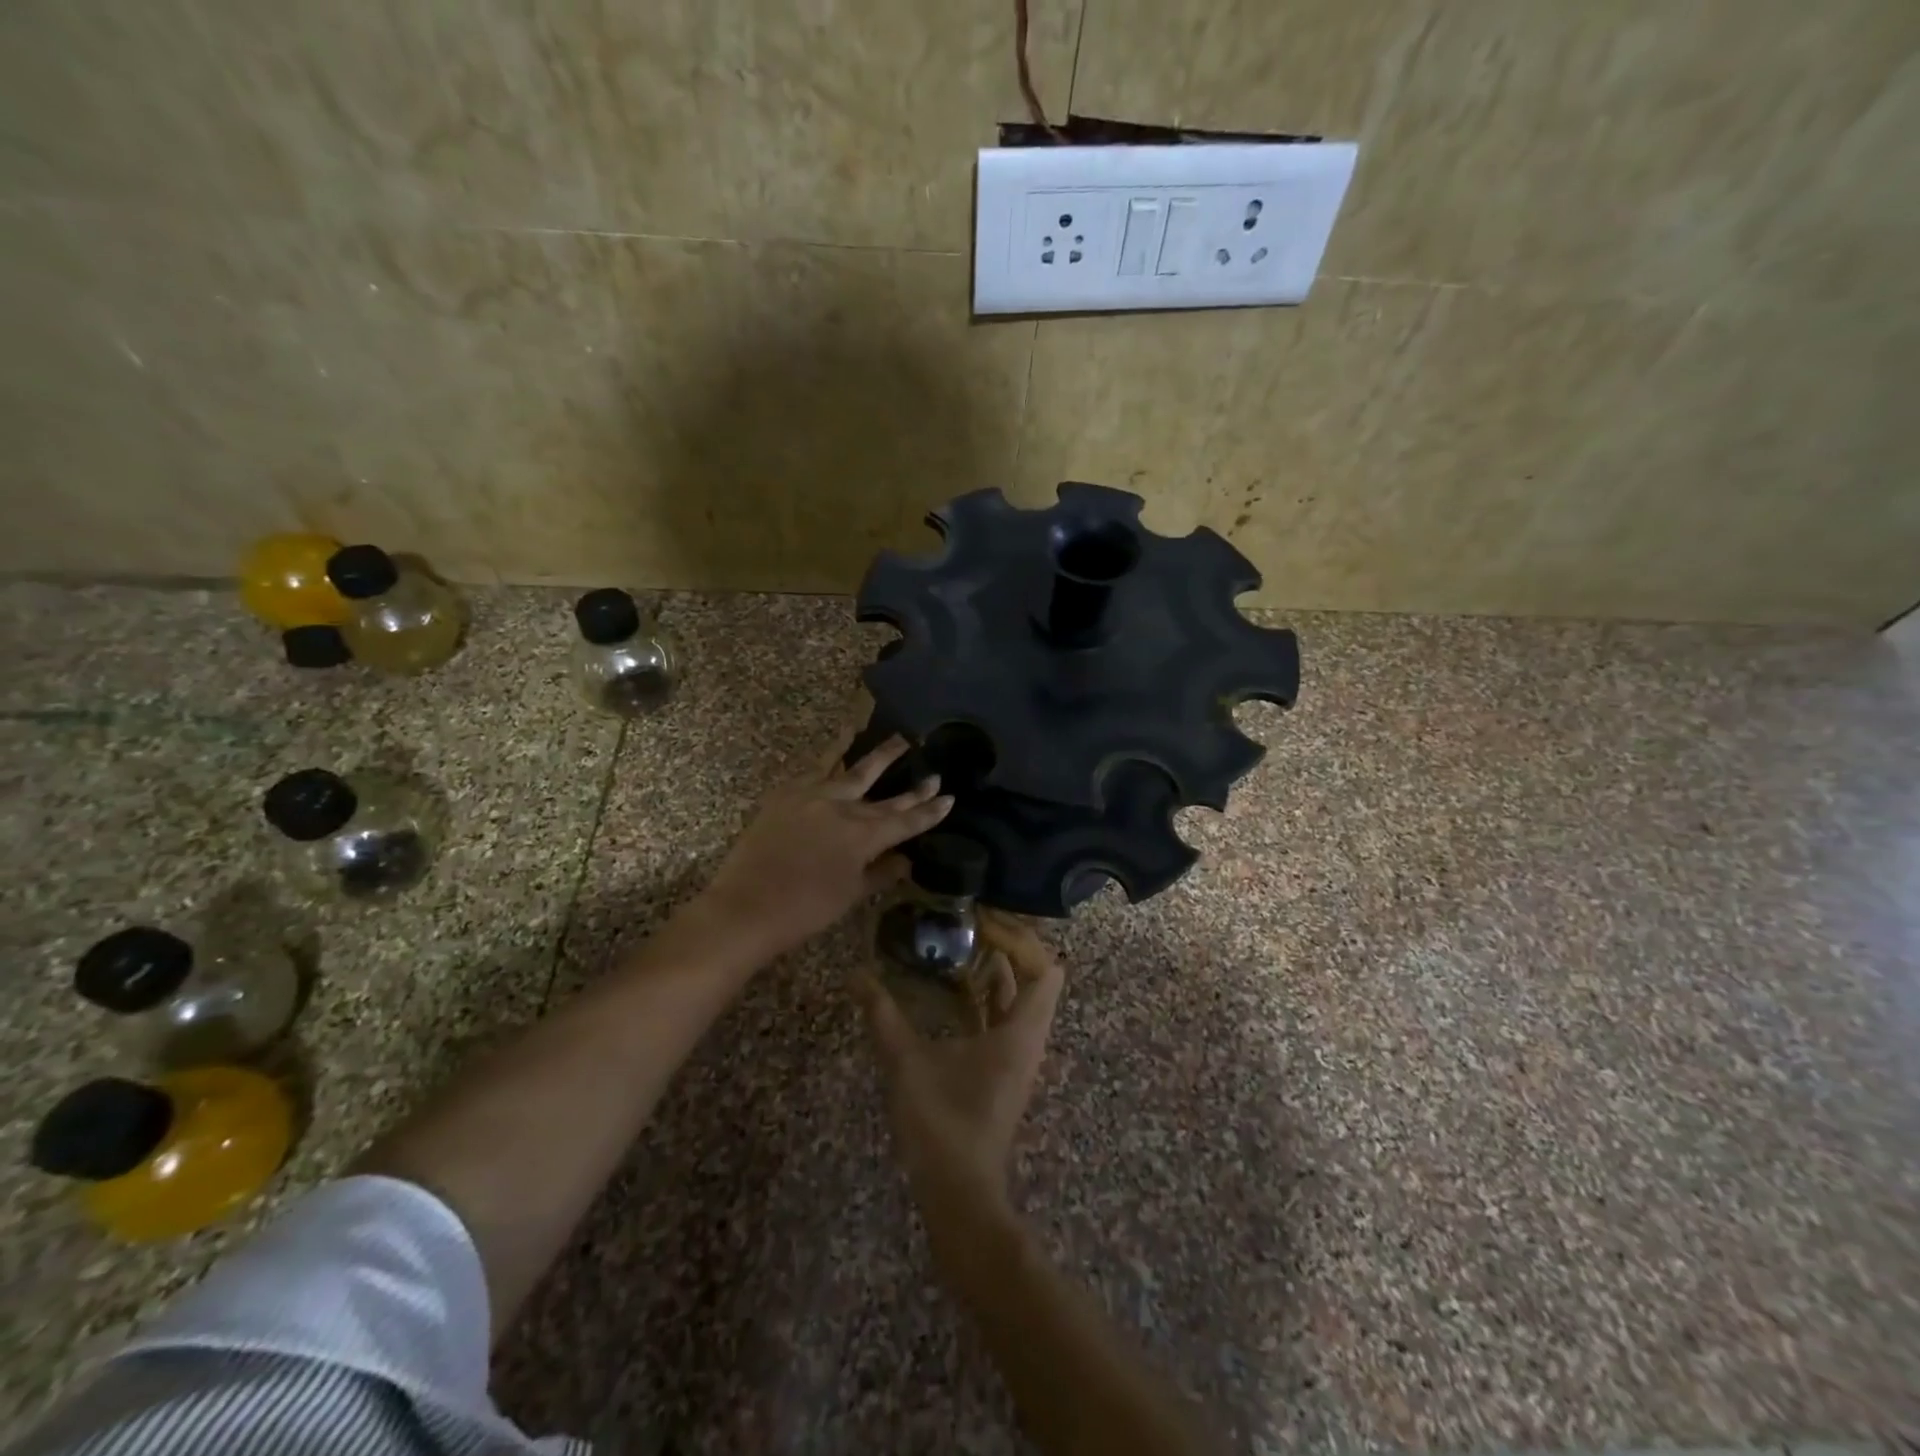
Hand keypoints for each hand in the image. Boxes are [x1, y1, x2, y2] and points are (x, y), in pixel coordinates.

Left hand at [699, 732, 952, 959]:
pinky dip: (831, 759)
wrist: (747, 906)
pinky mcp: (786, 794)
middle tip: (933, 772)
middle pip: (885, 794)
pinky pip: (816, 771)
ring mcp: (813, 796)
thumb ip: (880, 873)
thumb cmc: (805, 910)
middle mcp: (843, 808)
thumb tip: (905, 860)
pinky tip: (839, 750)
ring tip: (897, 737)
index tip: (949, 798)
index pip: (905, 821)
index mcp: (863, 836)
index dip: (929, 811)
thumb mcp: (850, 895)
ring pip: (851, 769)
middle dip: (912, 786)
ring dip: (877, 755)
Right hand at [859, 911, 1063, 1209]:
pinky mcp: (1002, 1069)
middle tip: (970, 925)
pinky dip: (985, 997)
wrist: (959, 1193)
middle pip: (1035, 977)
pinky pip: (1003, 1018)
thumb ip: (882, 1014)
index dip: (1019, 938)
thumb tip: (855, 974)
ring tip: (959, 945)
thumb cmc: (942, 1123)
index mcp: (1022, 1031)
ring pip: (1019, 998)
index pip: (1045, 967)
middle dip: (1007, 947)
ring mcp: (1017, 1055)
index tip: (982, 922)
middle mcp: (1028, 1038)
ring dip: (996, 971)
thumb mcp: (907, 1062)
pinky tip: (951, 988)